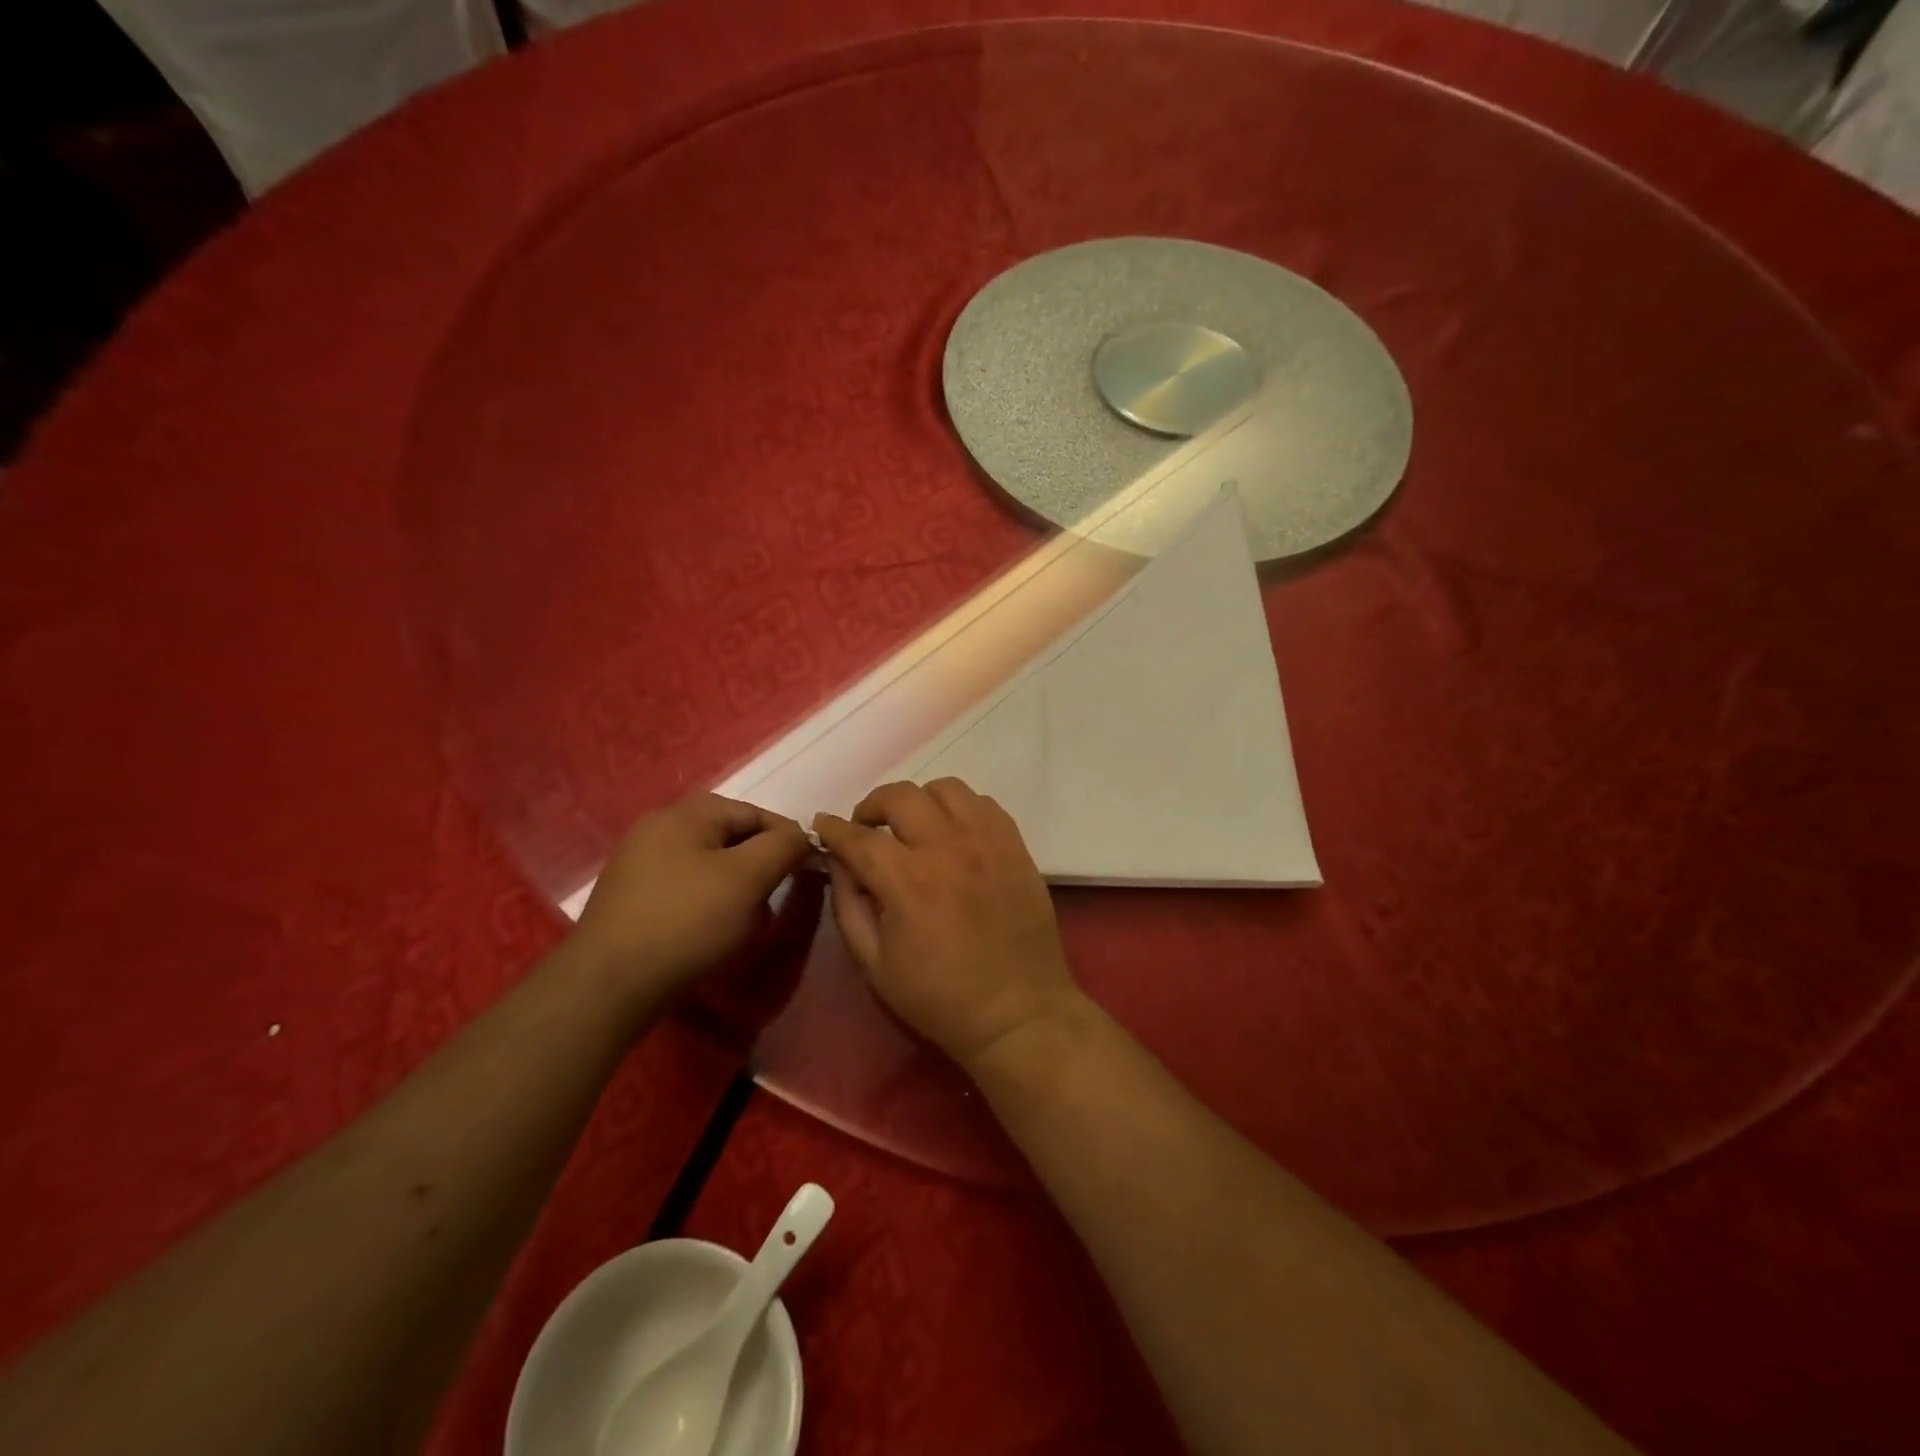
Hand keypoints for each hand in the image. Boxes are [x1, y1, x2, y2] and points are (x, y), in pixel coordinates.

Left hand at [576, 794, 811, 995]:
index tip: (809, 870)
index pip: (755, 813)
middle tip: (778, 897)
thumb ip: (783, 846)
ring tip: (749, 921)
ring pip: (710, 864)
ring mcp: (640, 862)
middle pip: (730, 837)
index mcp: (686, 814)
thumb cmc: (687, 921)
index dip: (788, 839)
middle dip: (761, 866)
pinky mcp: (632, 897)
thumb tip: (802, 835)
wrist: (609, 985)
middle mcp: (659, 828)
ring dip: (737, 887)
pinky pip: (686, 887)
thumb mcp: (748, 878)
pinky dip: (709, 902)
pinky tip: (714, 932)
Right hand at [813, 779, 1083, 1070]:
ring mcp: (987, 842)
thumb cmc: (939, 996)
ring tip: (914, 826)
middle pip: (900, 796)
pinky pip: (983, 803)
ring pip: (946, 788)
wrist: (1017, 1011)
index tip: (822, 825)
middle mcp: (947, 847)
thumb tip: (839, 862)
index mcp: (907, 881)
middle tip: (867, 829)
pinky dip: (960, 809)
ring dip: (919, 801)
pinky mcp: (1015, 845)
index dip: (833, 828)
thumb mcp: (874, 963)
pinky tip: (954, 833)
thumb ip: (848, 905)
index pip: (858, 836)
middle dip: (872, 806)